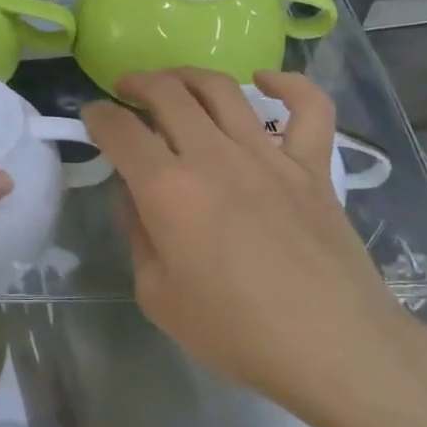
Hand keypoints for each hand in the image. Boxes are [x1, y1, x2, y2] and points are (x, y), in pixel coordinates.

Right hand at [81, 68, 421, 426]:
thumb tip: (135, 194)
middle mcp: (214, 157)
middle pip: (166, 92)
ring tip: (174, 82)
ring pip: (221, 88)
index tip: (91, 117)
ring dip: (187, 75)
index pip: (120, 129)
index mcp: (168, 190)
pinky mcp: (312, 165)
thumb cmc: (237, 333)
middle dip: (137, 83)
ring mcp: (268, 155)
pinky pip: (307, 107)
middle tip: (126, 90)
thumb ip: (137, 234)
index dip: (97, 115)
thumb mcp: (157, 295)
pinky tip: (264, 81)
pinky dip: (287, 84)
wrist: (335, 350)